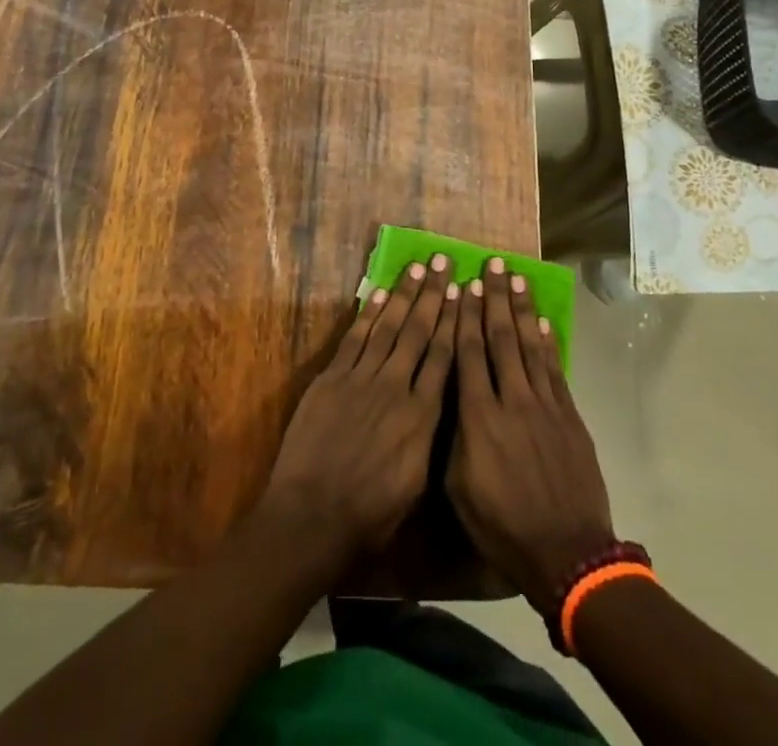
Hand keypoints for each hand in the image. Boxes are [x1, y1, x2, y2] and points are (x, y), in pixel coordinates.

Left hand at [257, 255, 457, 569]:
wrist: (312, 516)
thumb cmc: (370, 515)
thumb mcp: (417, 486)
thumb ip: (430, 438)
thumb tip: (440, 405)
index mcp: (423, 417)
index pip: (444, 358)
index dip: (455, 321)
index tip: (464, 292)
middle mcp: (396, 388)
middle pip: (419, 332)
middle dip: (434, 295)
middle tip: (445, 261)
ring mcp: (361, 379)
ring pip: (389, 328)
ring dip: (404, 295)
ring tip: (418, 267)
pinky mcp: (332, 379)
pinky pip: (355, 339)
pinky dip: (368, 315)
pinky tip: (380, 294)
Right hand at [447, 260, 614, 616]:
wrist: (568, 554)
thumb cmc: (503, 527)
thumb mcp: (459, 489)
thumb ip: (452, 438)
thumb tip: (446, 398)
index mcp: (478, 418)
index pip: (468, 354)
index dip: (465, 316)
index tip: (463, 285)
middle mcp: (511, 400)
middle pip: (500, 338)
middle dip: (494, 298)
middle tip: (491, 263)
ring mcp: (544, 405)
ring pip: (529, 345)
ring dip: (521, 309)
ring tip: (515, 277)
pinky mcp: (569, 416)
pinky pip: (555, 370)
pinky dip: (548, 343)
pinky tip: (542, 322)